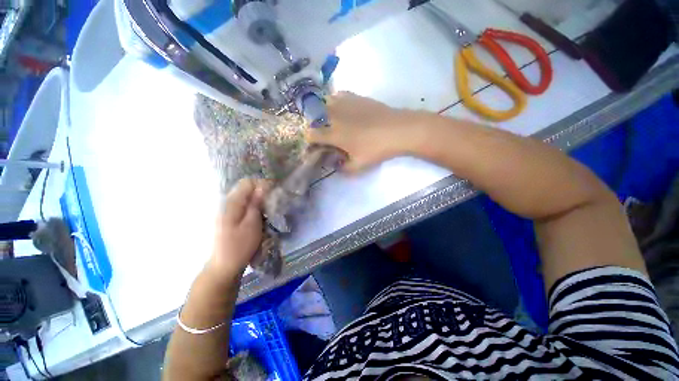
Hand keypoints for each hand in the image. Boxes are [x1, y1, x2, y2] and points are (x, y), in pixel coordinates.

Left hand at [206, 179, 268, 280]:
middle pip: (245, 188)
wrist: (224, 266)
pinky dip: (252, 206)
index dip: (262, 184)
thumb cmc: (240, 246)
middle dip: (260, 192)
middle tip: (272, 202)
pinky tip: (259, 215)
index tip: (274, 193)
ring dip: (257, 199)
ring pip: (245, 197)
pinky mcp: (228, 217)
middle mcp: (226, 203)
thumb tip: (263, 187)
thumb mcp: (252, 224)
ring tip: (267, 209)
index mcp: (231, 203)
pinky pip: (243, 205)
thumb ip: (256, 204)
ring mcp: (226, 210)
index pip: (247, 182)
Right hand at [308, 92, 415, 171]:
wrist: (398, 129)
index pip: (311, 134)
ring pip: (324, 103)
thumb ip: (344, 169)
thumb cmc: (376, 149)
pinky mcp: (355, 96)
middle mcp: (334, 116)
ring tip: (332, 120)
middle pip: (315, 117)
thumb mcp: (359, 165)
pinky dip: (335, 102)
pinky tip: (343, 109)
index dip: (310, 141)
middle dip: (316, 126)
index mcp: (334, 134)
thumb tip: (337, 166)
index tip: (315, 146)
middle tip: (325, 134)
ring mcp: (344, 103)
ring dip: (323, 112)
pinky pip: (338, 95)